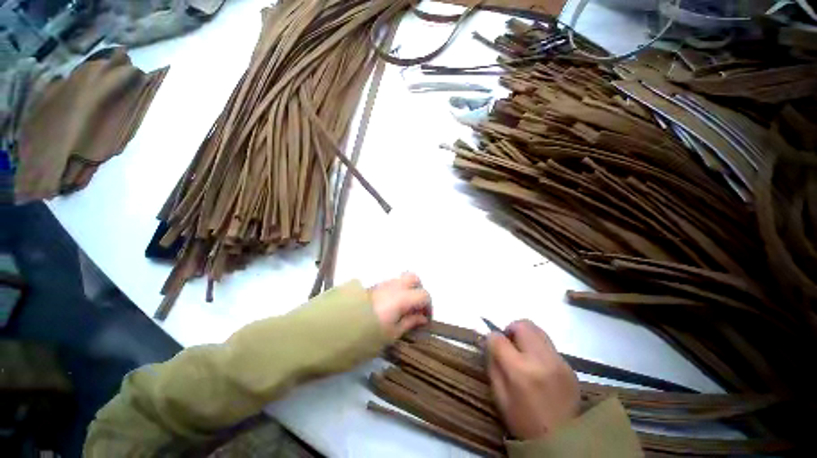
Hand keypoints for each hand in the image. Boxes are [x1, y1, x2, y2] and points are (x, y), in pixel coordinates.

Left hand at [369, 273, 431, 339]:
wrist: (338, 327)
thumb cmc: (367, 334)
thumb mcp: (391, 333)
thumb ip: (410, 322)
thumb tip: (422, 318)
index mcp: (401, 297)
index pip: (424, 295)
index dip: (429, 307)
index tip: (425, 320)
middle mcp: (394, 285)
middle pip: (414, 279)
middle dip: (419, 291)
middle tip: (417, 308)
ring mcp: (382, 284)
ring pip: (402, 279)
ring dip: (408, 290)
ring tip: (403, 309)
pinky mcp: (373, 286)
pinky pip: (391, 283)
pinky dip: (397, 290)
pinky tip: (391, 306)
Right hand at [487, 320, 579, 440]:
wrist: (563, 443)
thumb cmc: (523, 421)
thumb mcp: (499, 395)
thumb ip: (493, 363)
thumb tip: (490, 340)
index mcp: (520, 371)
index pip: (499, 338)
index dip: (492, 337)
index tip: (492, 344)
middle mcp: (541, 360)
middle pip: (523, 325)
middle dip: (511, 329)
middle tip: (509, 345)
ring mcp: (559, 361)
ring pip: (538, 330)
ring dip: (526, 336)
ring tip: (523, 353)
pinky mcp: (570, 366)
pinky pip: (549, 344)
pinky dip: (538, 347)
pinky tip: (538, 365)